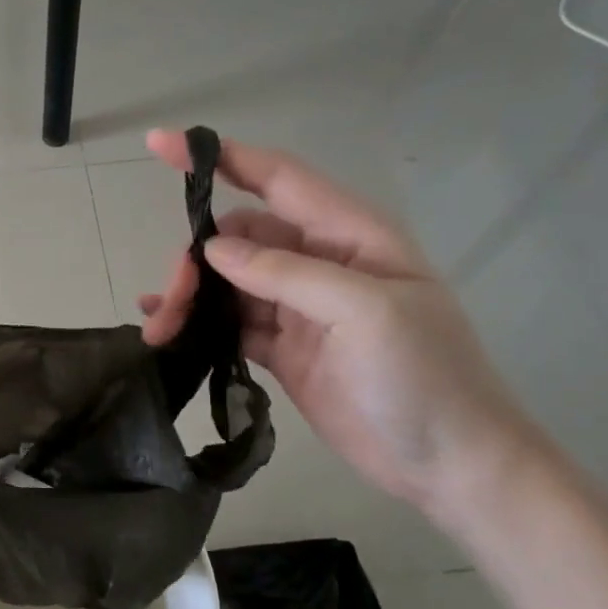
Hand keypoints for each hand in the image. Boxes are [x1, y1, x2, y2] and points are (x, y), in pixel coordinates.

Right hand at [138, 130, 539, 517]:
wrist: (449, 464)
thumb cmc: (424, 377)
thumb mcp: (364, 312)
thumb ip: (286, 272)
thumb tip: (214, 248)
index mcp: (350, 235)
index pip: (277, 178)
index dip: (220, 158)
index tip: (159, 145)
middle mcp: (320, 262)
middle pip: (239, 238)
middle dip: (196, 259)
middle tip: (169, 300)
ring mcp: (299, 308)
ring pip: (227, 284)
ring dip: (189, 298)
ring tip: (158, 329)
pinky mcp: (283, 349)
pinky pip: (229, 323)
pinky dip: (197, 324)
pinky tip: (165, 331)